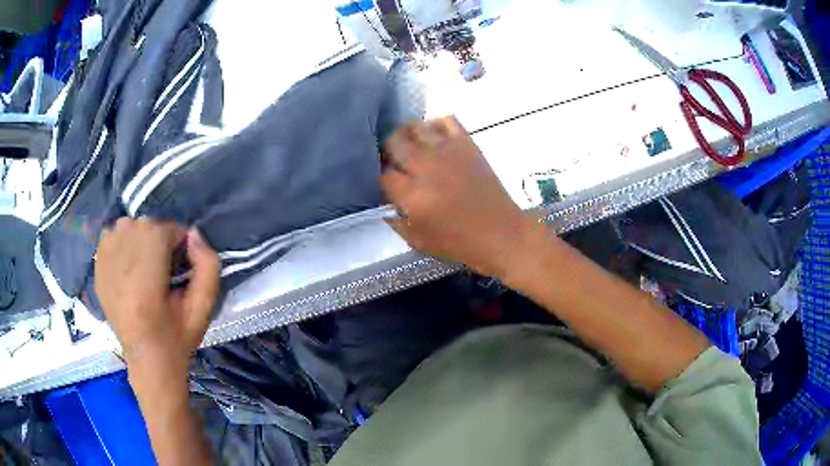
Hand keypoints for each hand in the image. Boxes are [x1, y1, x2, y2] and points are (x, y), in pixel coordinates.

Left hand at [95, 218, 219, 369]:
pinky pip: (111, 236)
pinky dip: (122, 242)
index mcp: (146, 278)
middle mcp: (119, 263)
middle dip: (160, 239)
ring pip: (126, 226)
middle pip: (145, 225)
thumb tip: (194, 234)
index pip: (165, 230)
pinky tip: (128, 267)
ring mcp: (103, 263)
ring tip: (145, 266)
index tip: (183, 265)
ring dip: (140, 238)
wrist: (147, 360)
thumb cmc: (177, 338)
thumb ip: (208, 267)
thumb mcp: (203, 308)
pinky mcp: (97, 268)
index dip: (180, 242)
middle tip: (165, 269)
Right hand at [381, 116, 534, 277]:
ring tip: (413, 147)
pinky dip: (436, 125)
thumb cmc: (459, 243)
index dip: (381, 177)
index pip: (382, 173)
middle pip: (393, 142)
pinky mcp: (467, 144)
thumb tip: (385, 202)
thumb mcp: (418, 241)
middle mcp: (425, 166)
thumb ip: (395, 221)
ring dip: (408, 135)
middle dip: (388, 151)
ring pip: (414, 126)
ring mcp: (447, 151)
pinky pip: (445, 120)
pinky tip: (436, 139)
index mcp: (411, 194)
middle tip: (395, 161)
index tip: (388, 183)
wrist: (501, 234)